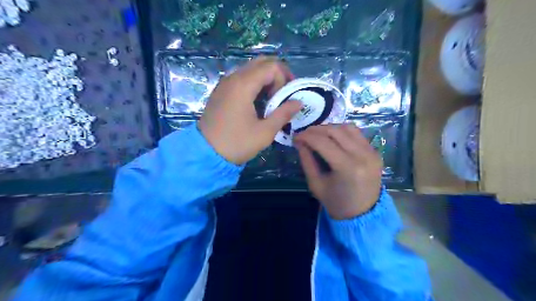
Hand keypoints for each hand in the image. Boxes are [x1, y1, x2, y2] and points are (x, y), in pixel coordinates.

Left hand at [200, 56, 300, 164]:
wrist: (206, 153)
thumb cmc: (237, 143)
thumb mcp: (265, 132)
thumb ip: (283, 113)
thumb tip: (299, 102)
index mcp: (243, 85)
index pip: (271, 67)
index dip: (283, 80)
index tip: (284, 99)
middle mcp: (233, 78)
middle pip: (261, 62)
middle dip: (277, 74)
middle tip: (284, 92)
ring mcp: (225, 83)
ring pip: (251, 69)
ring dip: (266, 78)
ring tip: (272, 98)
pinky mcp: (221, 91)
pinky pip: (241, 77)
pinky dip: (254, 83)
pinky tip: (257, 100)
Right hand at [296, 123, 382, 219]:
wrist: (363, 214)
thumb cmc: (336, 202)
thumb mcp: (316, 184)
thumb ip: (307, 160)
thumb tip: (299, 141)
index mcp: (347, 167)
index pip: (323, 142)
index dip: (306, 136)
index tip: (295, 136)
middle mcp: (362, 155)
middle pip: (335, 131)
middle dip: (316, 130)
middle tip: (304, 134)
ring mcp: (372, 152)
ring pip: (347, 128)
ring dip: (329, 128)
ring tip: (317, 134)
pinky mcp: (375, 151)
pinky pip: (357, 133)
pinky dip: (342, 131)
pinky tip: (333, 137)